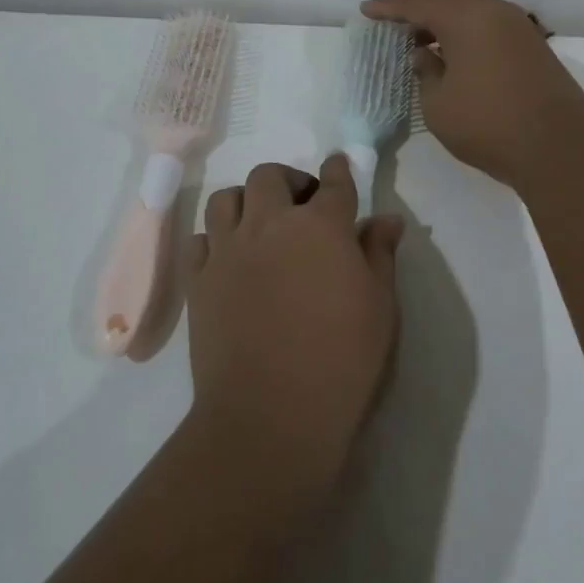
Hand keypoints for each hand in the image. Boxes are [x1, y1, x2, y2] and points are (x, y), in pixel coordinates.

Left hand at [186, 154, 403, 489]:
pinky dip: (216, 239)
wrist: (271, 415)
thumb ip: (379, 255)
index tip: (338, 167)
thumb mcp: (380, 308)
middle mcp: (270, 225)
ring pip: (226, 199)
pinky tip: (230, 259)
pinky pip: (200, 240)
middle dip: (288, 181)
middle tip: (302, 206)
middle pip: (269, 177)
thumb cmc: (342, 361)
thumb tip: (386, 219)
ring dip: (246, 202)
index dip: (337, 170)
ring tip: (260, 225)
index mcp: (321, 227)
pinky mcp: (198, 281)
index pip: (333, 182)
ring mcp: (228, 251)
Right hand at [362, 0, 583, 187]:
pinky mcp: (533, 44)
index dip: (390, 8)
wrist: (558, 145)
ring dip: (446, 9)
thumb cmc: (488, 125)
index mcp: (465, 19)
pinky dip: (468, 22)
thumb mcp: (438, 105)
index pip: (418, 4)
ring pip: (474, 3)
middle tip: (396, 4)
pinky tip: (456, 43)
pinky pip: (491, 19)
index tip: (367, 9)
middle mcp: (493, 11)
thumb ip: (426, 72)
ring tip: (423, 26)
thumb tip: (425, 54)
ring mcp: (518, 26)